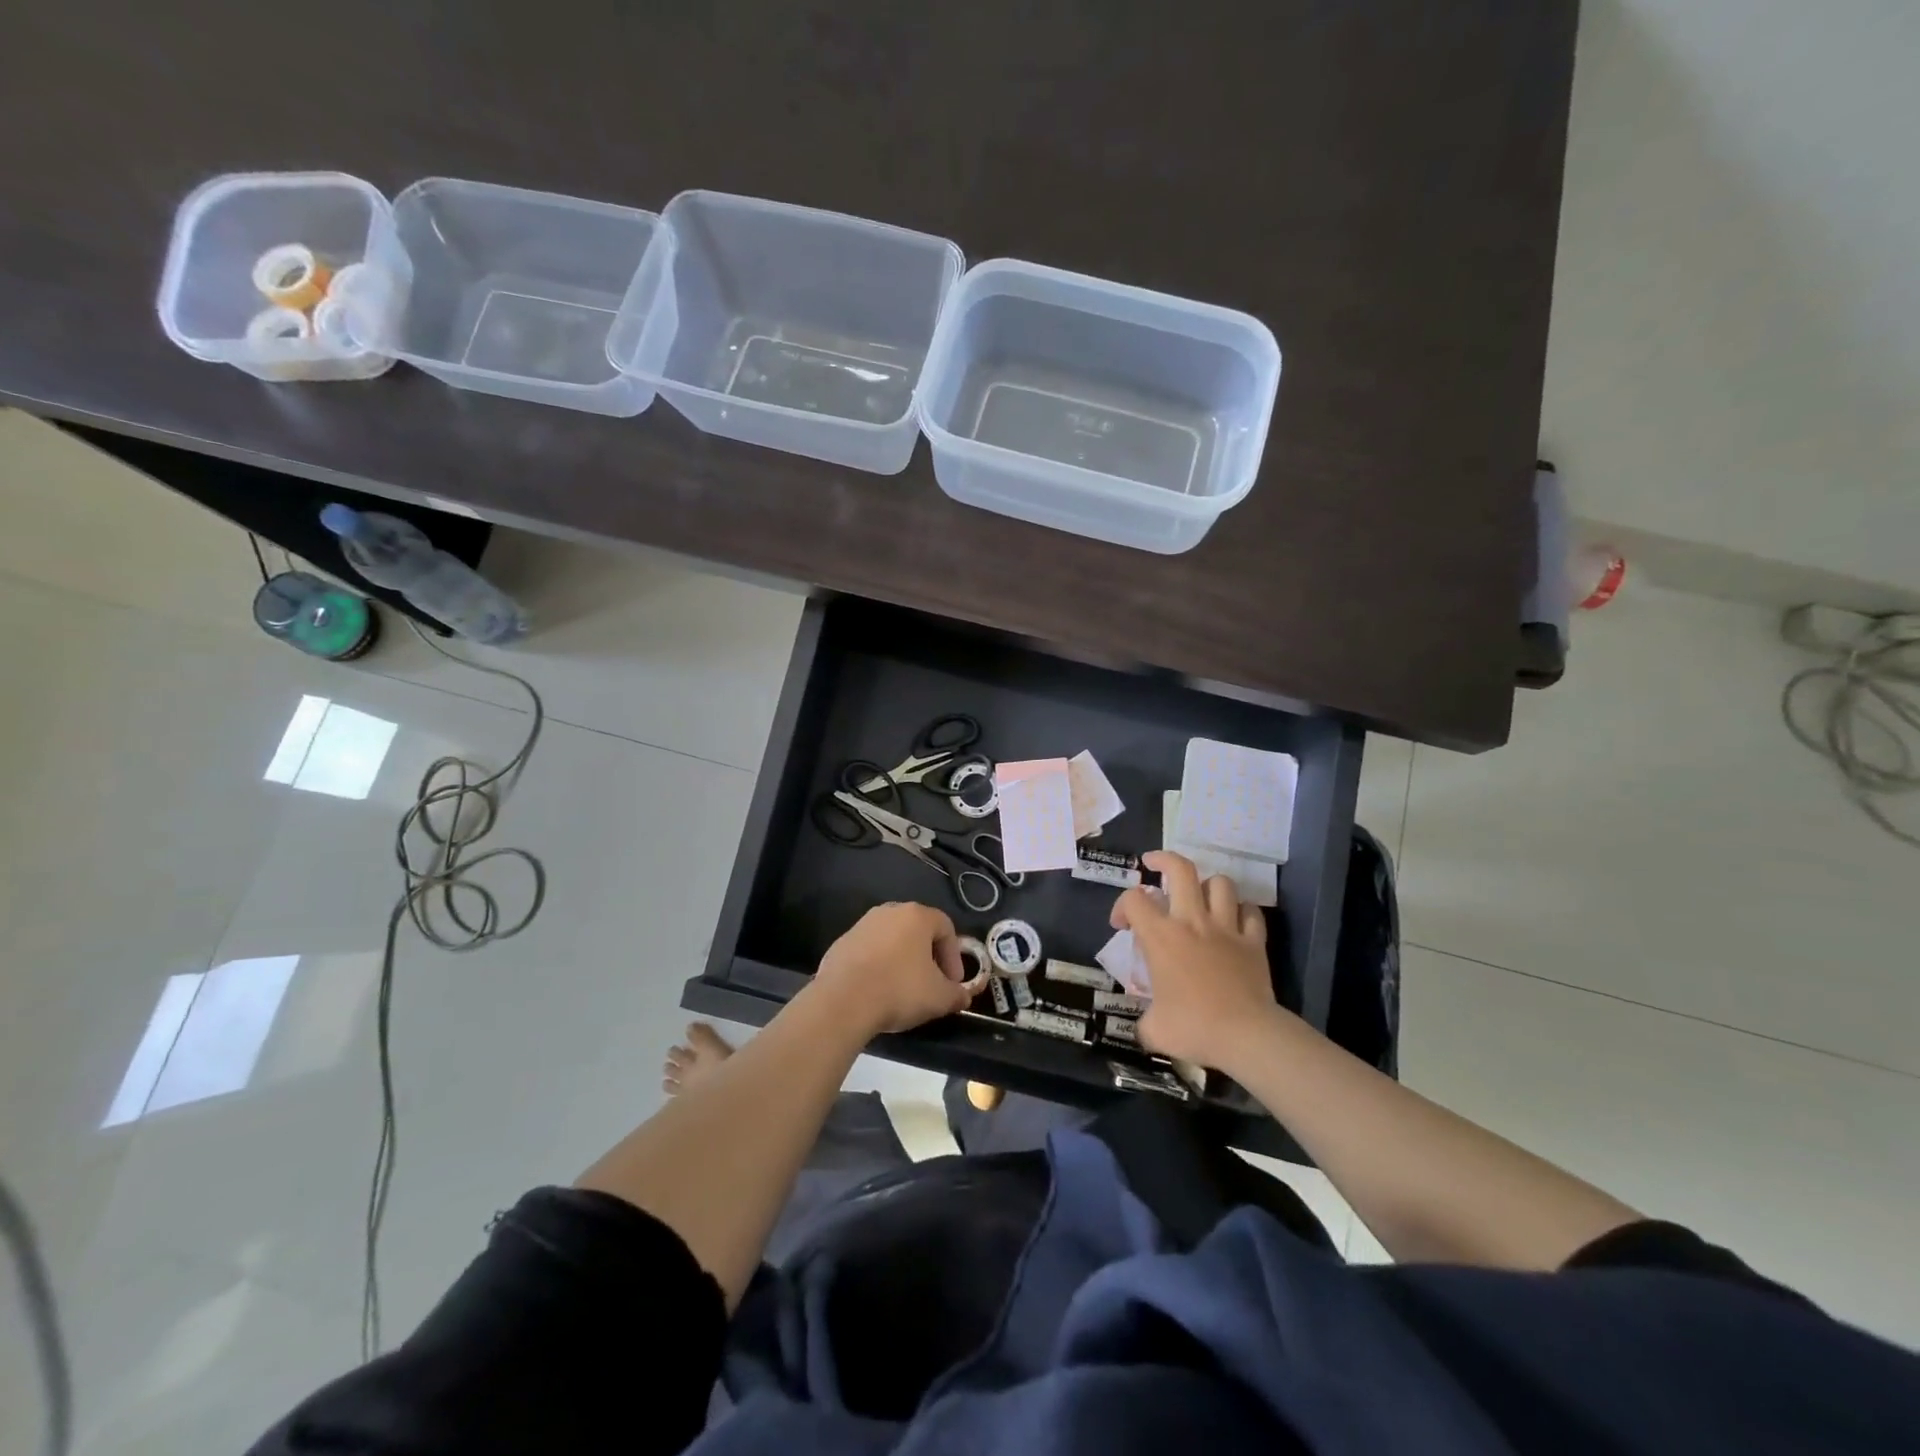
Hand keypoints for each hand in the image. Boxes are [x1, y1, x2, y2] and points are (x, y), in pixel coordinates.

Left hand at [812, 902, 986, 1037]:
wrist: (843, 1001)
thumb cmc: (899, 990)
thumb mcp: (940, 998)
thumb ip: (957, 994)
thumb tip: (962, 996)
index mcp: (916, 916)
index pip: (946, 928)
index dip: (954, 956)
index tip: (953, 983)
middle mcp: (889, 912)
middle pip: (917, 931)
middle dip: (928, 957)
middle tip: (931, 983)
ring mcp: (862, 925)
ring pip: (891, 940)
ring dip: (902, 960)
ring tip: (903, 989)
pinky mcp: (841, 943)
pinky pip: (868, 952)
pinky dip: (877, 966)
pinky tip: (877, 990)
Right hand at [1112, 852, 1288, 1070]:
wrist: (1246, 1035)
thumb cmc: (1194, 1028)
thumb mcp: (1154, 1030)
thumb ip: (1144, 1020)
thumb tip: (1145, 1025)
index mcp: (1161, 937)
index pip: (1133, 900)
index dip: (1121, 906)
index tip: (1122, 925)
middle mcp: (1192, 922)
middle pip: (1180, 869)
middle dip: (1163, 859)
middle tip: (1153, 864)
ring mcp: (1226, 928)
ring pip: (1219, 883)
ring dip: (1207, 885)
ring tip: (1199, 895)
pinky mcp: (1254, 941)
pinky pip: (1251, 912)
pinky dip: (1242, 911)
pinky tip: (1235, 920)